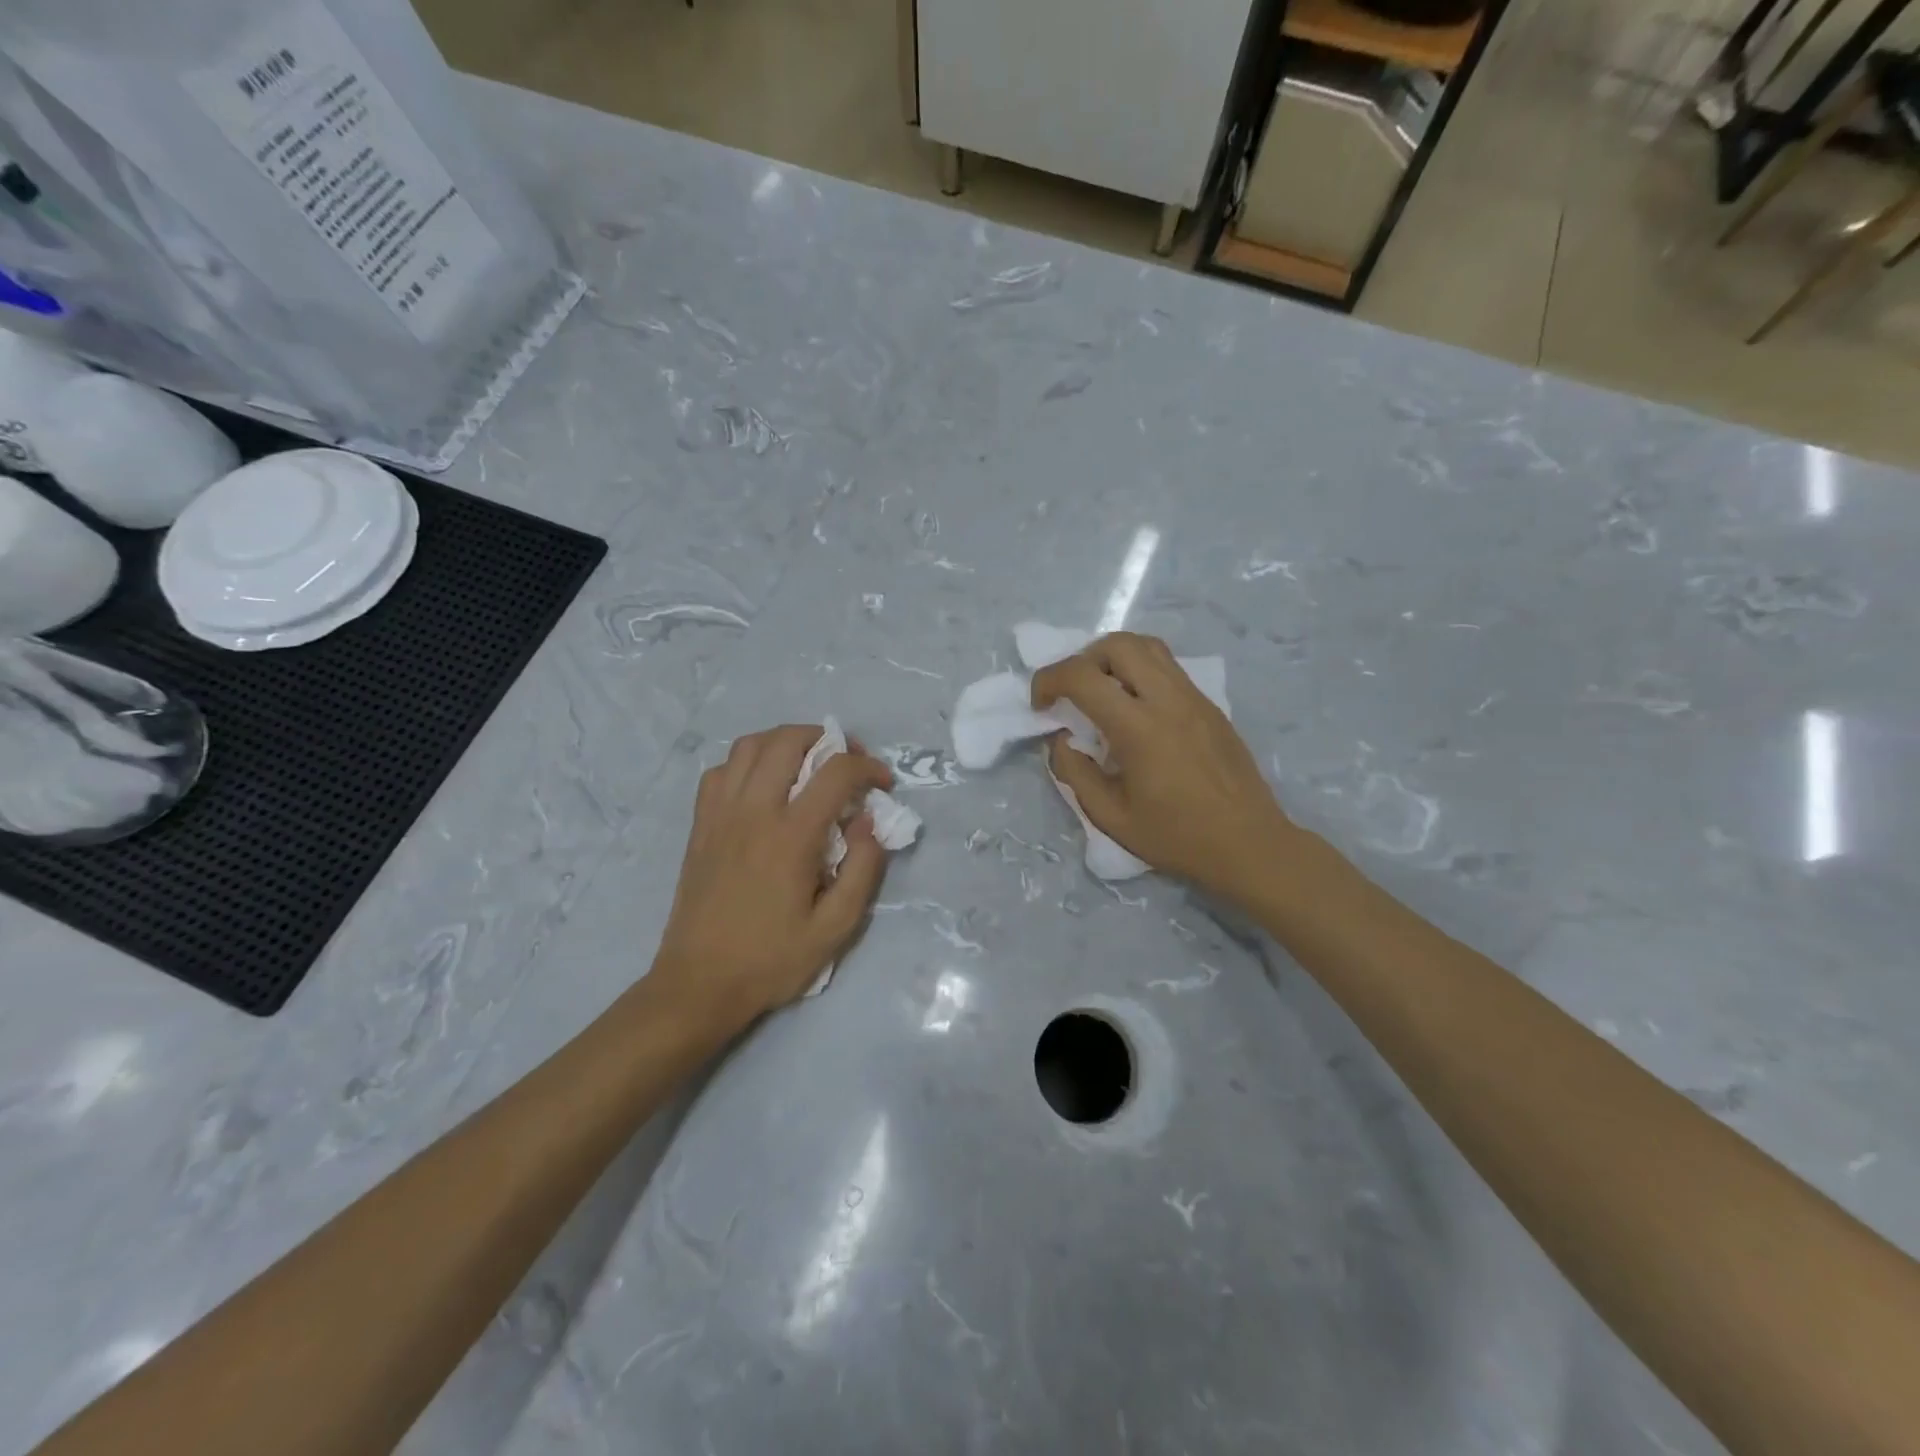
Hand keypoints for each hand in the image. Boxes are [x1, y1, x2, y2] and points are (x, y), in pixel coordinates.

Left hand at [650, 725, 893, 1033]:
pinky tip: (762, 785)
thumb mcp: (835, 928)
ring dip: (784, 741)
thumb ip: (863, 870)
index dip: (868, 767)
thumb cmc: (771, 960)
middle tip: (846, 761)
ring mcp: (720, 814)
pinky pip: (719, 771)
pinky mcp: (700, 825)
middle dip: (826, 739)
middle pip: (787, 741)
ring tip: (806, 762)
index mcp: (790, 836)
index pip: (836, 773)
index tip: (883, 783)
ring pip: (749, 745)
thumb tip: (871, 822)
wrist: (699, 984)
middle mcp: (753, 812)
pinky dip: (746, 763)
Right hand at [1032, 633, 1297, 908]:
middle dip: (1082, 659)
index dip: (1049, 680)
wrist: (1249, 843)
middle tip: (1072, 693)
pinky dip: (1140, 671)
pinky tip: (1135, 708)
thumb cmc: (1177, 837)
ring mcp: (1194, 698)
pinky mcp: (1210, 705)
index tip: (1040, 705)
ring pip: (1148, 647)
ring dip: (1113, 658)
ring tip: (1102, 692)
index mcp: (1138, 728)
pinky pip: (1168, 668)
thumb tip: (1060, 741)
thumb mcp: (1111, 817)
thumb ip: (1076, 773)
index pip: (1082, 676)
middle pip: (1118, 644)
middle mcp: (1168, 699)